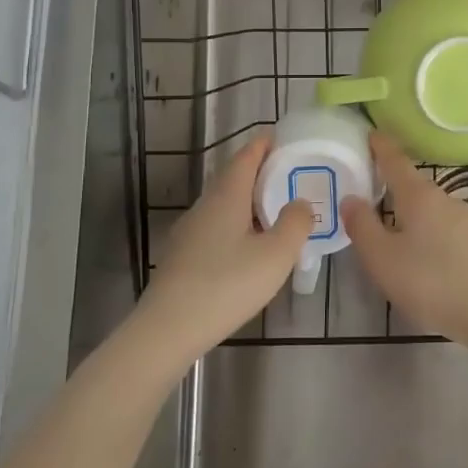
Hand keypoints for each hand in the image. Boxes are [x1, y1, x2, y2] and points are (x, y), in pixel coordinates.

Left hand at [136, 135, 313, 365]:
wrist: (167, 329)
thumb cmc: (226, 284)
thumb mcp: (276, 255)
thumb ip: (295, 223)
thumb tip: (300, 202)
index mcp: (227, 196)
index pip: (246, 156)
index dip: (265, 144)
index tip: (284, 138)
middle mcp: (205, 206)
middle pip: (233, 177)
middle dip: (261, 172)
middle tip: (290, 176)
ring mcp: (190, 231)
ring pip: (224, 204)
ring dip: (249, 201)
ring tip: (276, 211)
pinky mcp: (183, 256)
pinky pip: (216, 227)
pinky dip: (238, 224)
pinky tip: (250, 247)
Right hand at [341, 131, 467, 345]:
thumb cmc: (430, 281)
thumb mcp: (382, 258)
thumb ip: (363, 226)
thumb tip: (351, 199)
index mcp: (418, 195)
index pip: (395, 161)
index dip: (381, 147)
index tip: (371, 133)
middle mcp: (444, 199)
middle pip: (414, 186)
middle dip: (393, 187)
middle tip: (370, 194)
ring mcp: (466, 220)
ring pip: (430, 209)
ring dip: (411, 214)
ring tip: (393, 232)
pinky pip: (444, 229)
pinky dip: (428, 233)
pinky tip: (423, 256)